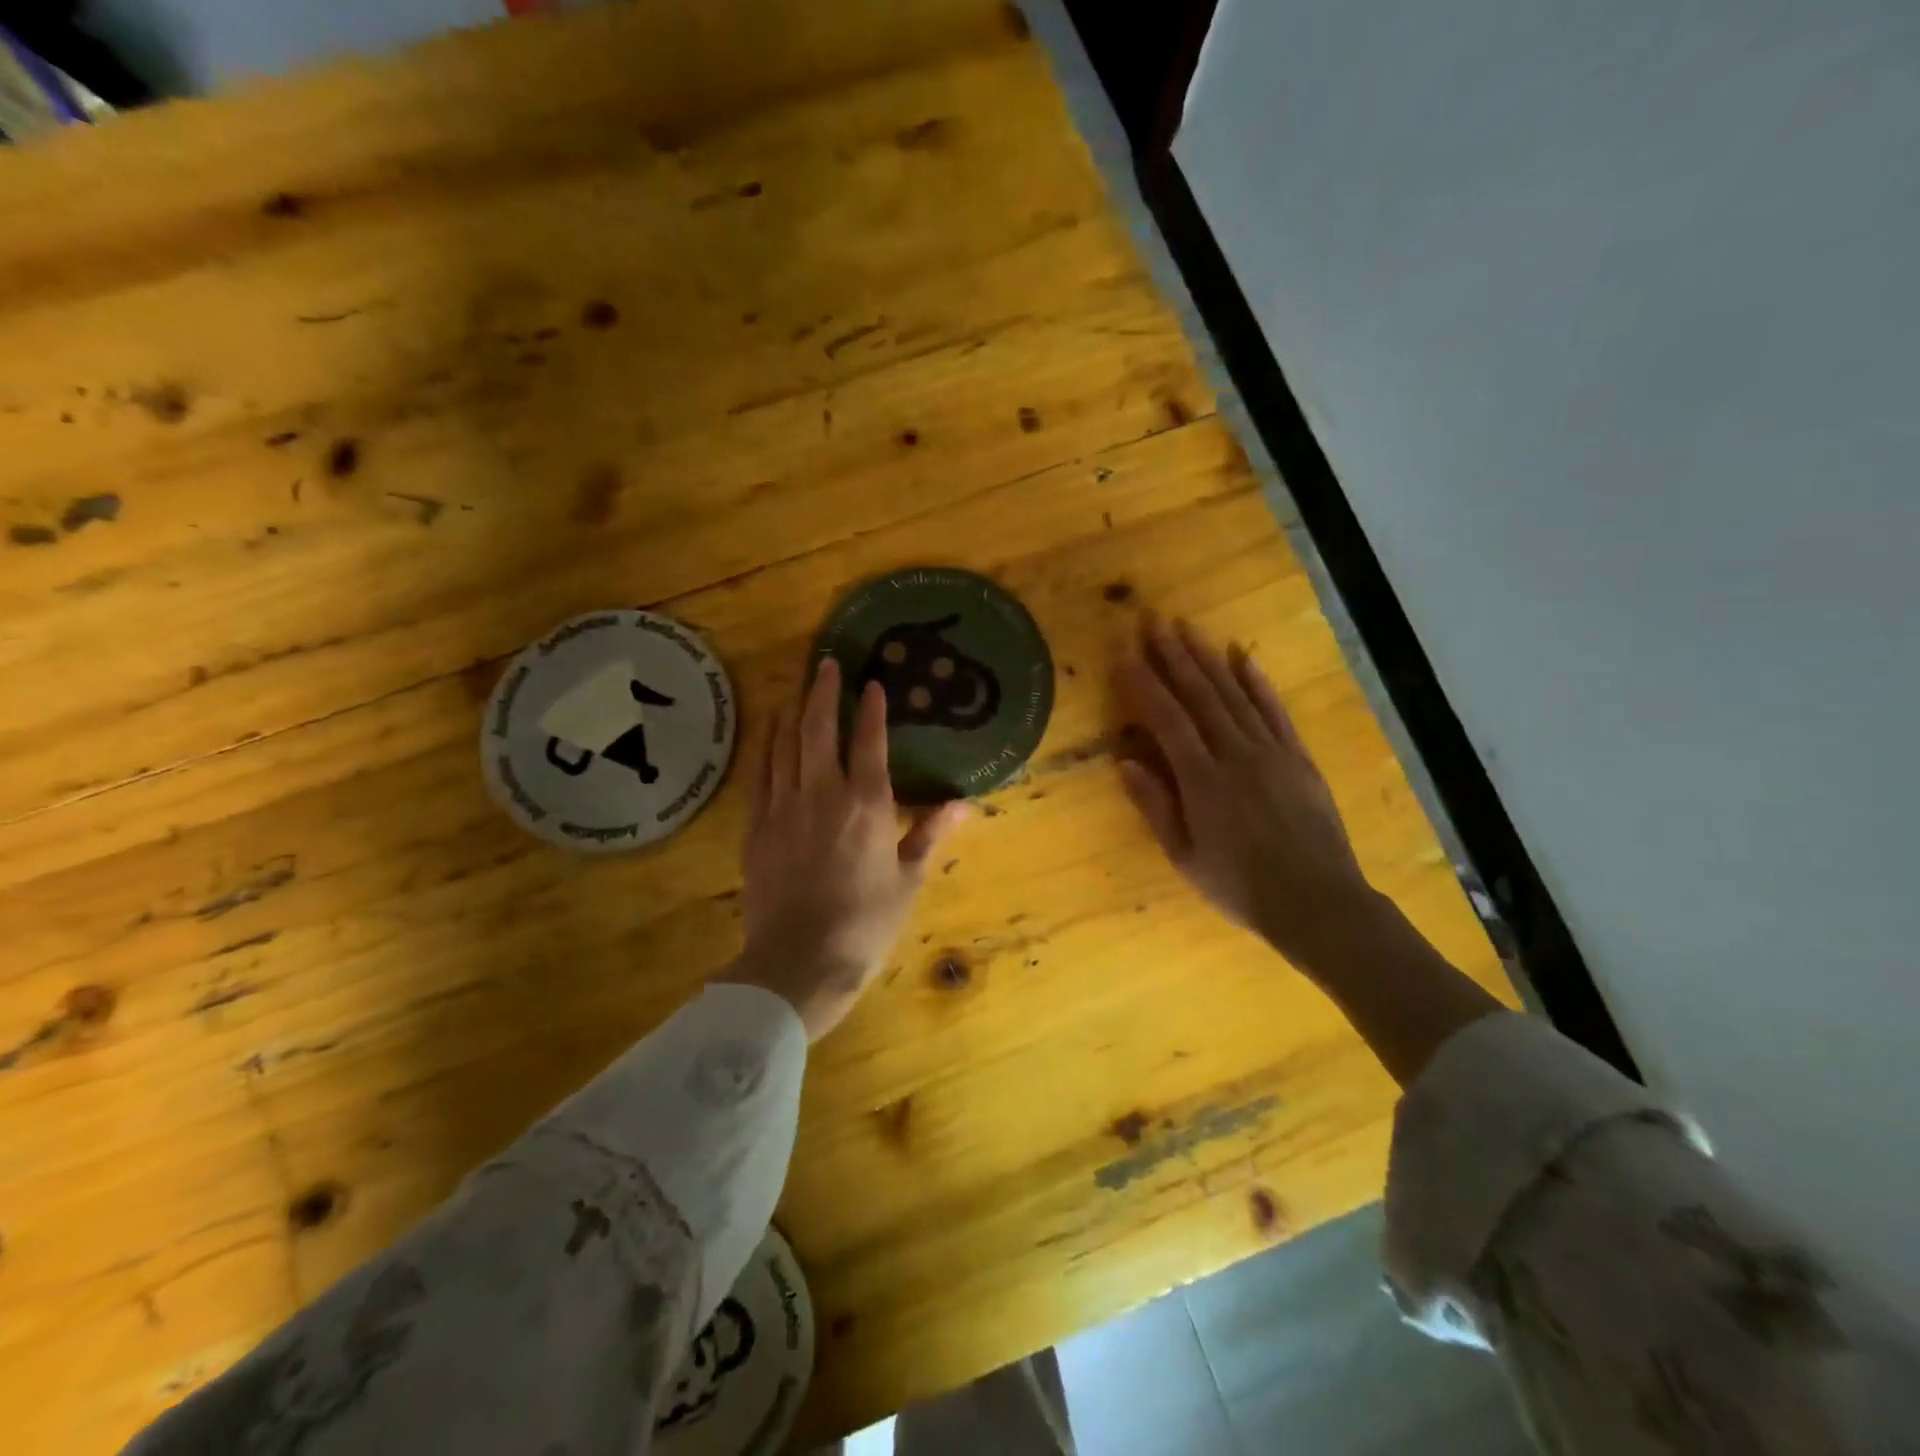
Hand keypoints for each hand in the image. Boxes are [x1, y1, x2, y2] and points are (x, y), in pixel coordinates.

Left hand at [725, 658, 968, 1040]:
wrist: (799, 960)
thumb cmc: (865, 923)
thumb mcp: (908, 879)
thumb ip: (930, 834)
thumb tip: (964, 804)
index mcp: (867, 804)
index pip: (870, 741)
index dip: (872, 708)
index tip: (872, 684)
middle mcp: (823, 793)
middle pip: (820, 729)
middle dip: (824, 692)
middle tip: (826, 663)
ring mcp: (784, 807)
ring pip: (786, 744)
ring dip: (793, 711)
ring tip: (798, 688)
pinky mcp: (757, 826)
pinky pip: (761, 774)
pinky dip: (767, 746)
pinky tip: (770, 731)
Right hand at [1119, 614, 1379, 965]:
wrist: (1317, 902)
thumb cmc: (1239, 886)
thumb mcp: (1185, 855)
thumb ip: (1155, 806)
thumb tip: (1124, 761)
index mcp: (1202, 780)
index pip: (1166, 718)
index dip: (1144, 682)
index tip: (1125, 652)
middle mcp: (1235, 754)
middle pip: (1200, 695)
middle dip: (1173, 655)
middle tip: (1153, 621)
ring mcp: (1271, 752)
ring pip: (1234, 694)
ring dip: (1208, 658)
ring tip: (1187, 627)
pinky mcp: (1299, 757)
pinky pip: (1275, 711)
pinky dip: (1258, 682)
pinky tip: (1243, 657)